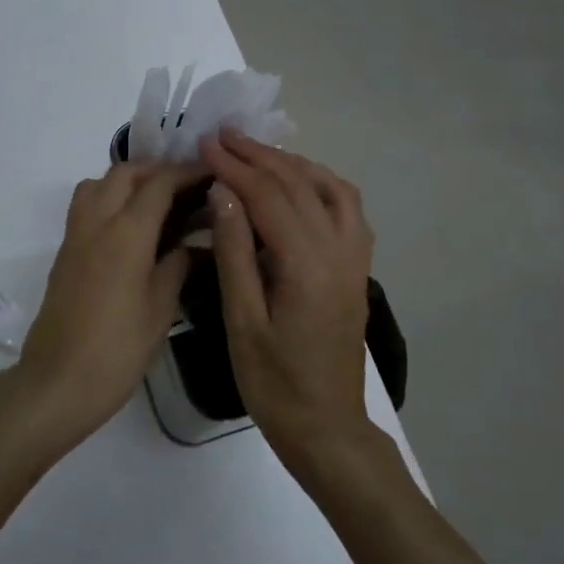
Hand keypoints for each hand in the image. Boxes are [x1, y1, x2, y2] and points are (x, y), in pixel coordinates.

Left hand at [8, 161, 206, 448]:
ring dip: (127, 181)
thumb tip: (193, 244)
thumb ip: (177, 265)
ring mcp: (75, 235)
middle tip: (187, 188)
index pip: (159, 183)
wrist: (58, 381)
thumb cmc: (117, 349)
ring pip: (98, 184)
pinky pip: (86, 206)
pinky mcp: (64, 252)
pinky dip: (109, 199)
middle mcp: (97, 222)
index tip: (212, 173)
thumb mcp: (160, 308)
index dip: (187, 172)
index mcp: (126, 232)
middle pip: (125, 173)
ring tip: (157, 203)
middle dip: (157, 170)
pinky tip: (132, 229)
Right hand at [200, 132, 375, 475]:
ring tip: (256, 151)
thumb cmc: (273, 383)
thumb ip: (235, 252)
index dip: (234, 166)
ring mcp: (355, 258)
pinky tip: (298, 183)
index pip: (268, 196)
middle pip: (299, 184)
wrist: (327, 428)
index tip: (205, 143)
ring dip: (292, 163)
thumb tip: (224, 192)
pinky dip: (321, 183)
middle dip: (259, 155)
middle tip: (223, 135)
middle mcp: (339, 251)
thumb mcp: (241, 321)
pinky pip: (348, 209)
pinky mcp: (358, 268)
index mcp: (306, 265)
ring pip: (330, 188)